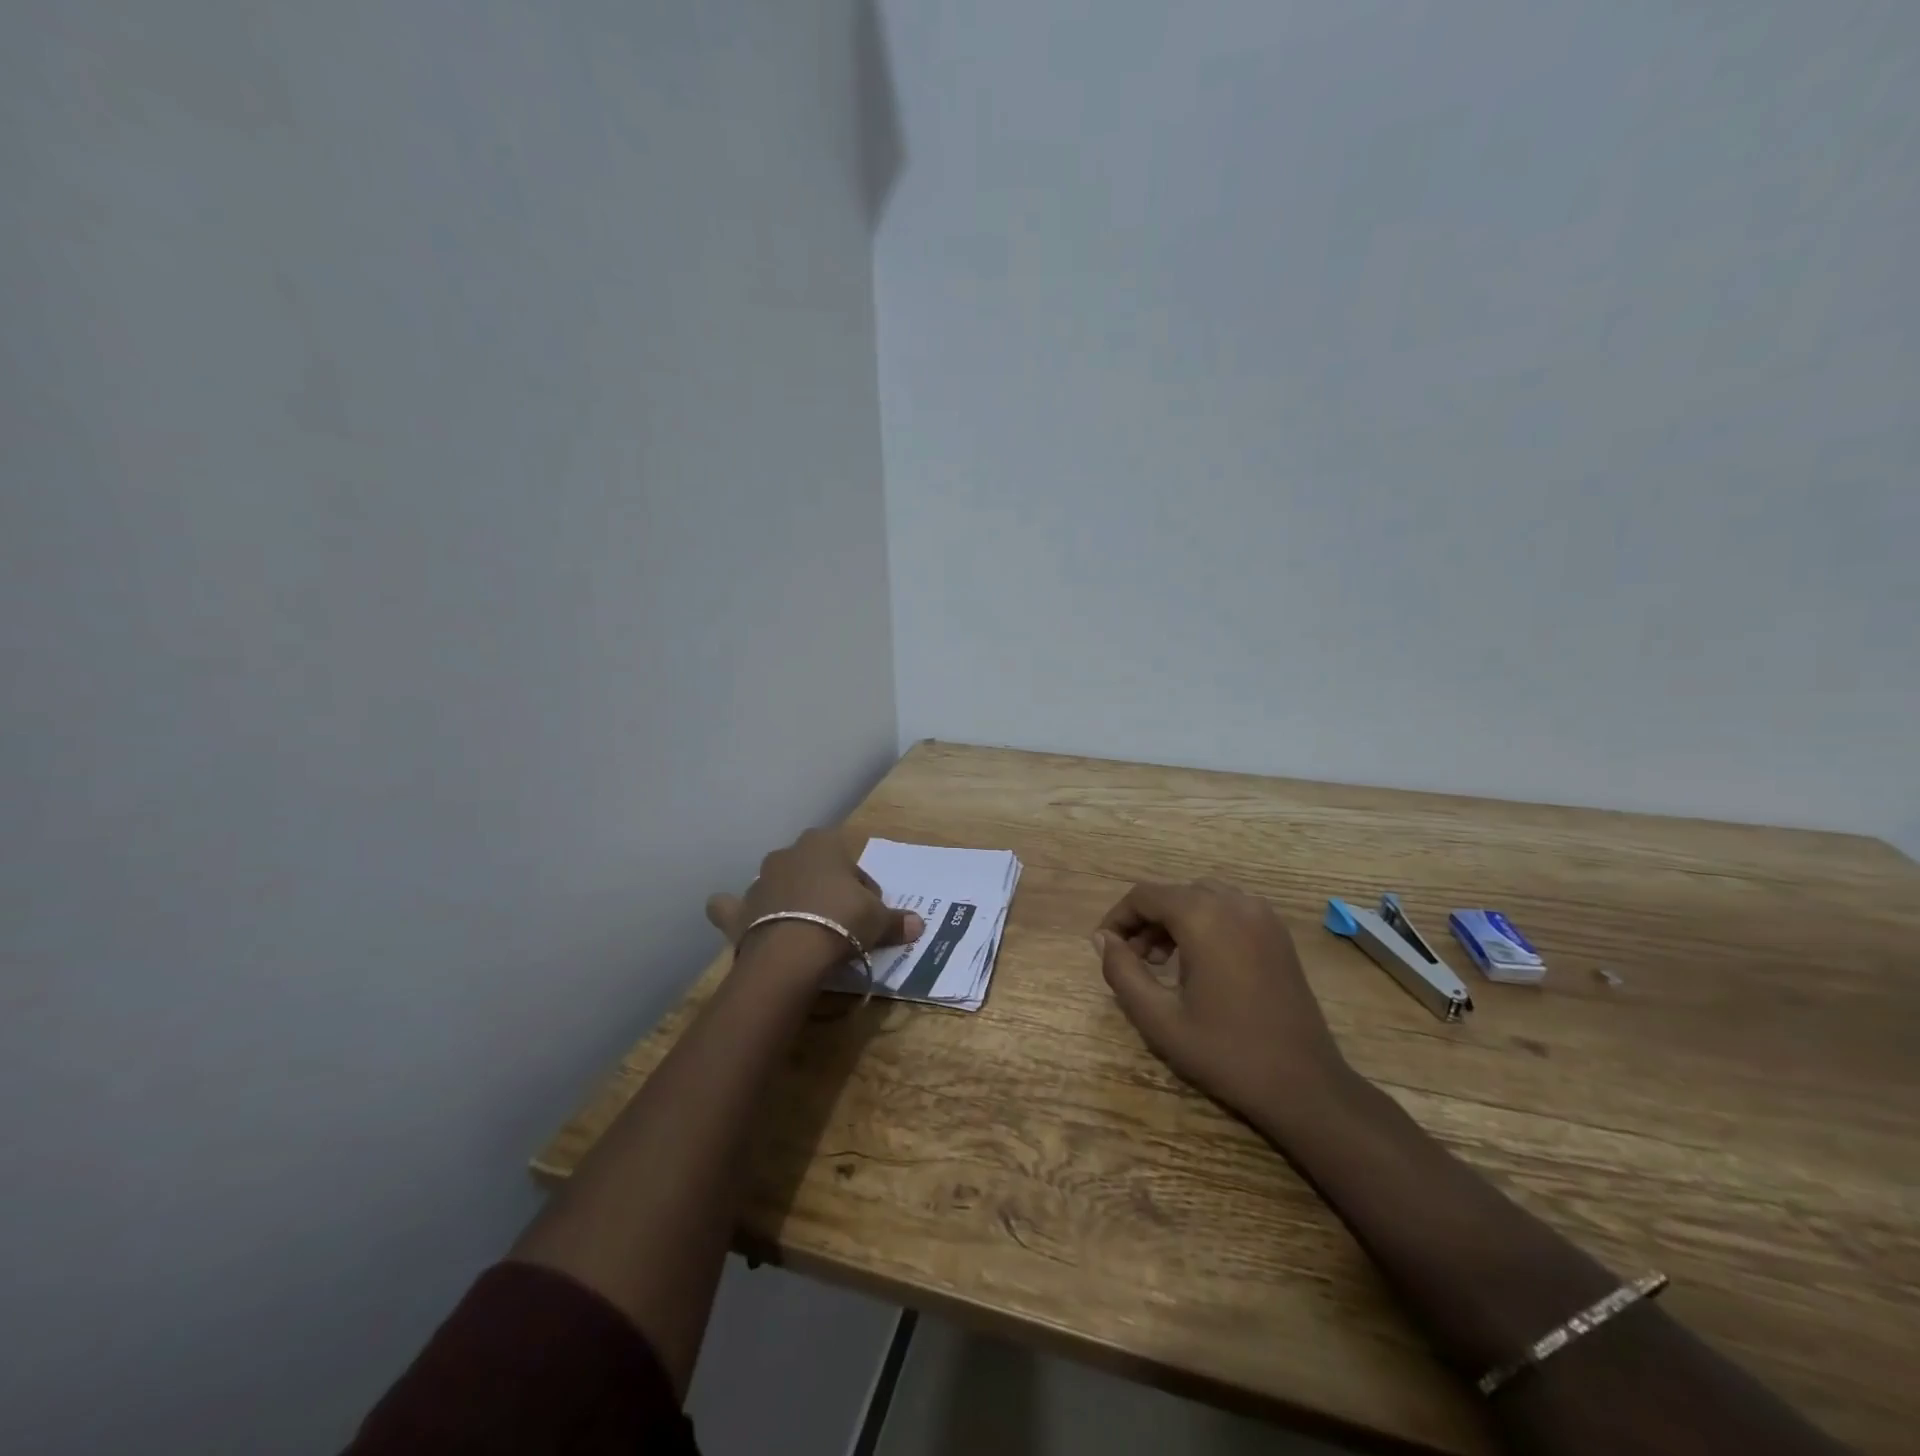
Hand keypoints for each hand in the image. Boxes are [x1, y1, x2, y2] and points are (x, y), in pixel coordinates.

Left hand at [706, 828, 924, 980]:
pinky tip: (743, 921)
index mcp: (823, 844)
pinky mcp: (738, 909)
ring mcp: (759, 880)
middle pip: (814, 870)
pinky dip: (735, 912)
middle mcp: (788, 854)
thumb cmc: (842, 921)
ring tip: (803, 929)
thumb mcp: (879, 921)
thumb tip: (919, 925)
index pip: (850, 863)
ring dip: (788, 899)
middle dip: (825, 889)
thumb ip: (897, 920)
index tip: (867, 912)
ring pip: (776, 884)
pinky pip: (731, 906)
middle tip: (840, 922)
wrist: (792, 952)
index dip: (862, 888)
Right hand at [1095, 879, 1351, 1126]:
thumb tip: (1102, 939)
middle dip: (1146, 920)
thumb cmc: (1226, 1053)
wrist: (1304, 1085)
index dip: (1118, 917)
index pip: (1145, 896)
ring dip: (1174, 919)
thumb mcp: (1159, 1019)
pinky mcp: (1278, 933)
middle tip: (1133, 960)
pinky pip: (1229, 909)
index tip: (1104, 947)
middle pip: (1173, 893)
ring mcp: (1262, 915)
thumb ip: (1122, 972)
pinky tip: (1199, 962)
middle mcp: (1235, 903)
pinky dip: (1204, 922)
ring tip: (1162, 962)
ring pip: (1201, 897)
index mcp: (1204, 917)